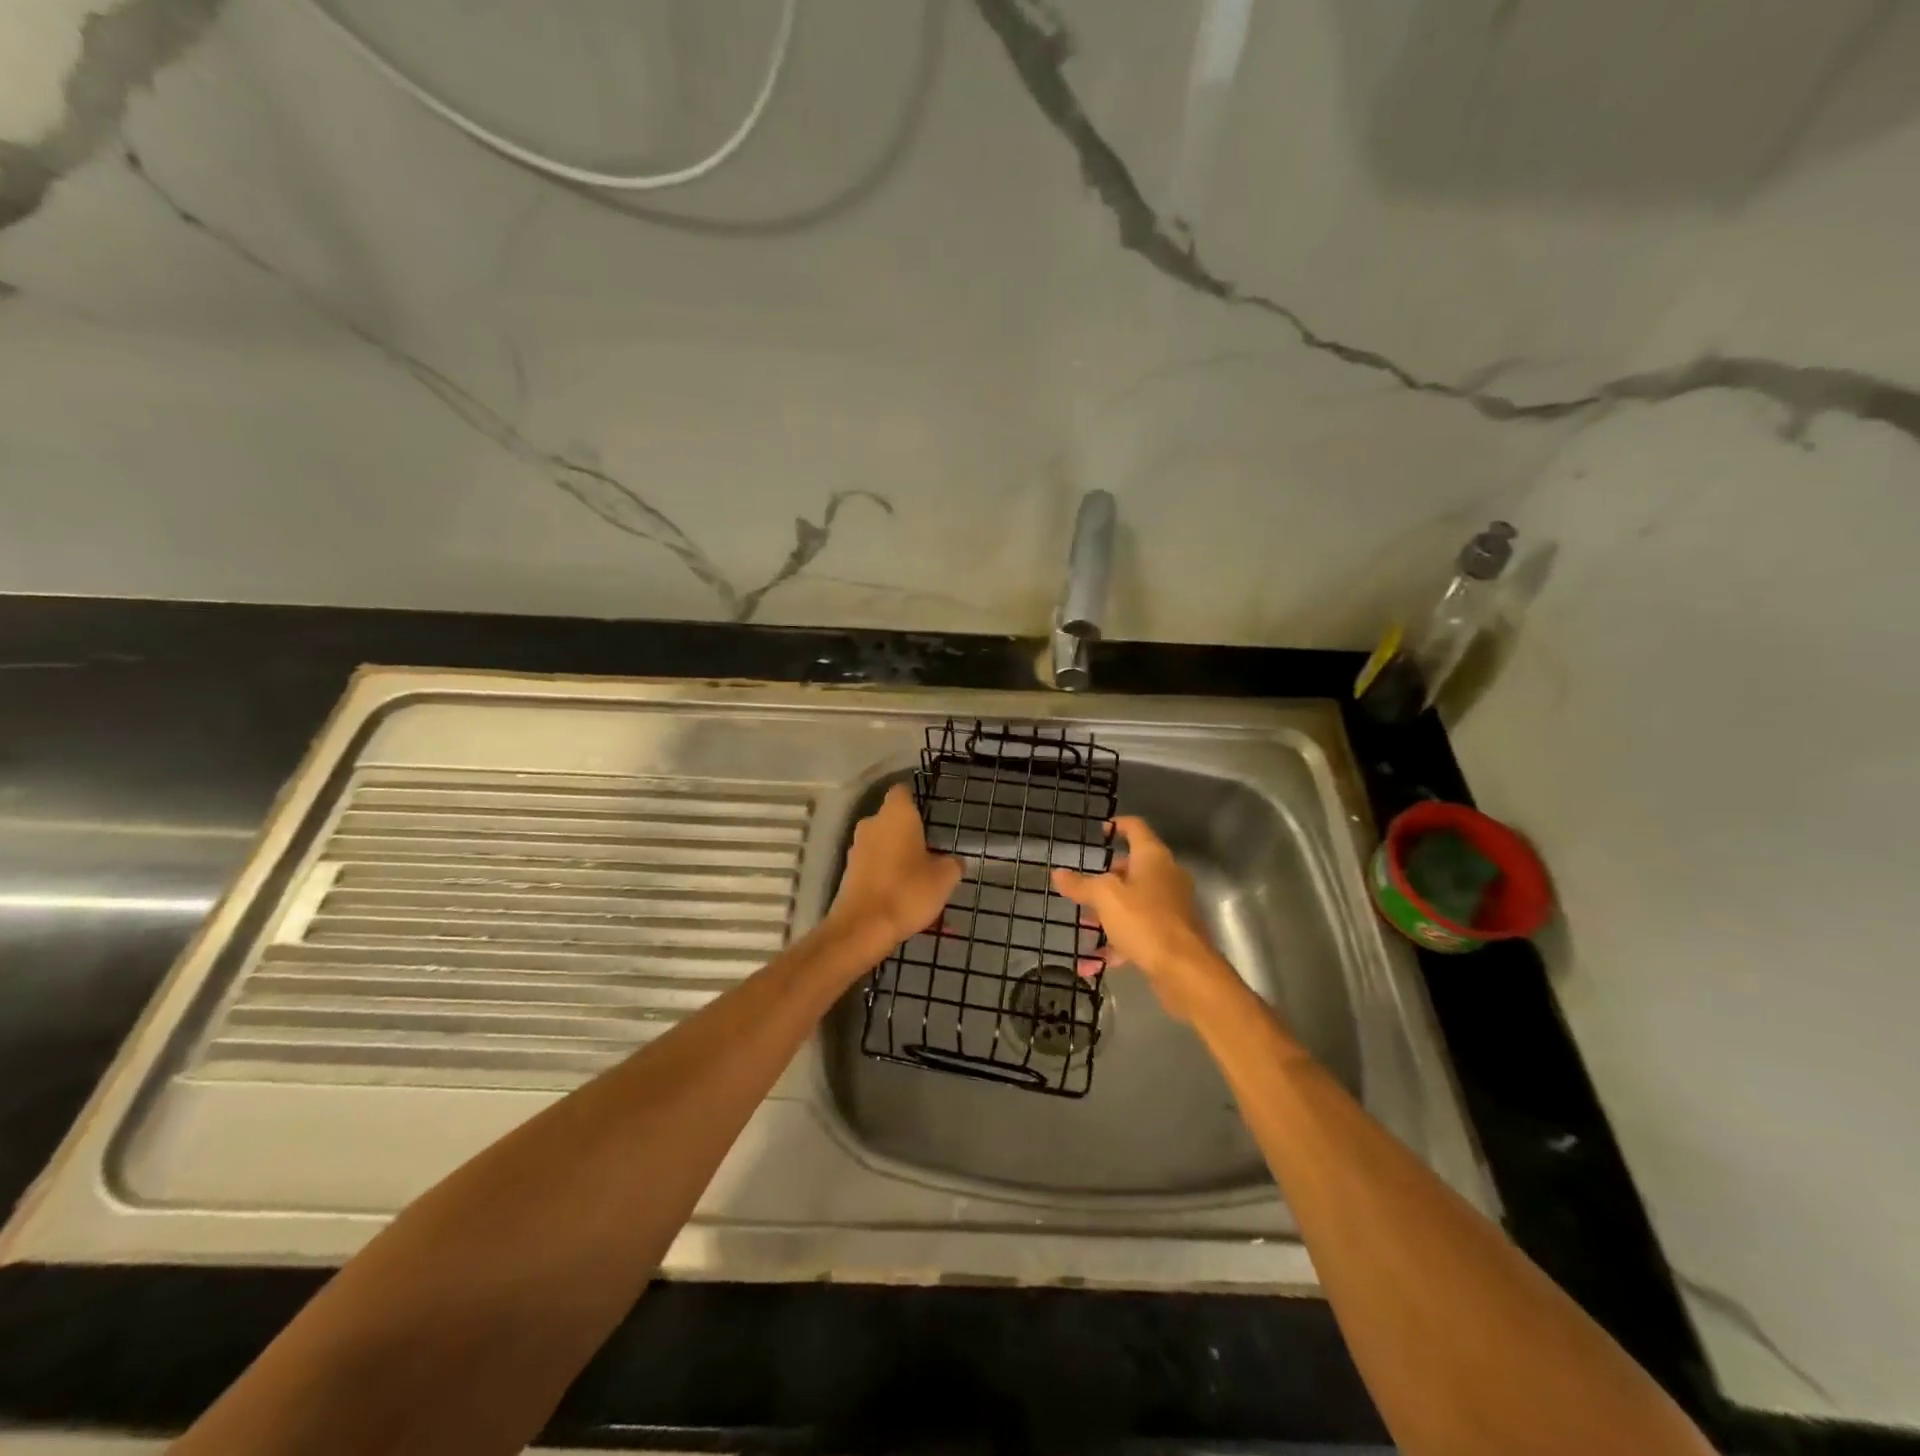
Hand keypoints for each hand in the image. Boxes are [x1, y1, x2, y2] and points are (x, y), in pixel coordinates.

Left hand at [824, 783, 961, 959]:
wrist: (862, 927)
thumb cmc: (908, 891)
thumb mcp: (944, 878)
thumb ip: (953, 864)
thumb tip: (954, 861)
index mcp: (896, 814)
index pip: (903, 791)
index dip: (916, 800)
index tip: (929, 816)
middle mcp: (872, 824)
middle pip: (893, 821)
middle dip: (910, 835)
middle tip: (931, 854)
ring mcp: (857, 848)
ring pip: (883, 846)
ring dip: (899, 859)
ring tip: (919, 883)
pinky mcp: (849, 872)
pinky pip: (875, 868)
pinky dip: (888, 878)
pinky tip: (902, 901)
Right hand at [1052, 816, 1234, 1019]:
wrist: (1185, 970)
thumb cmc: (1144, 920)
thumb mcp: (1105, 898)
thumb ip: (1081, 885)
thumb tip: (1058, 873)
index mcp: (1153, 858)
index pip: (1136, 828)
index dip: (1117, 825)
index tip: (1100, 831)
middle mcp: (1166, 876)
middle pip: (1133, 868)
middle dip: (1106, 879)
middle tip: (1084, 888)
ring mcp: (1171, 906)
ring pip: (1134, 902)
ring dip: (1108, 913)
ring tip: (1084, 926)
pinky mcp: (1171, 935)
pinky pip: (1138, 930)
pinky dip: (1117, 943)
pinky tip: (1092, 963)